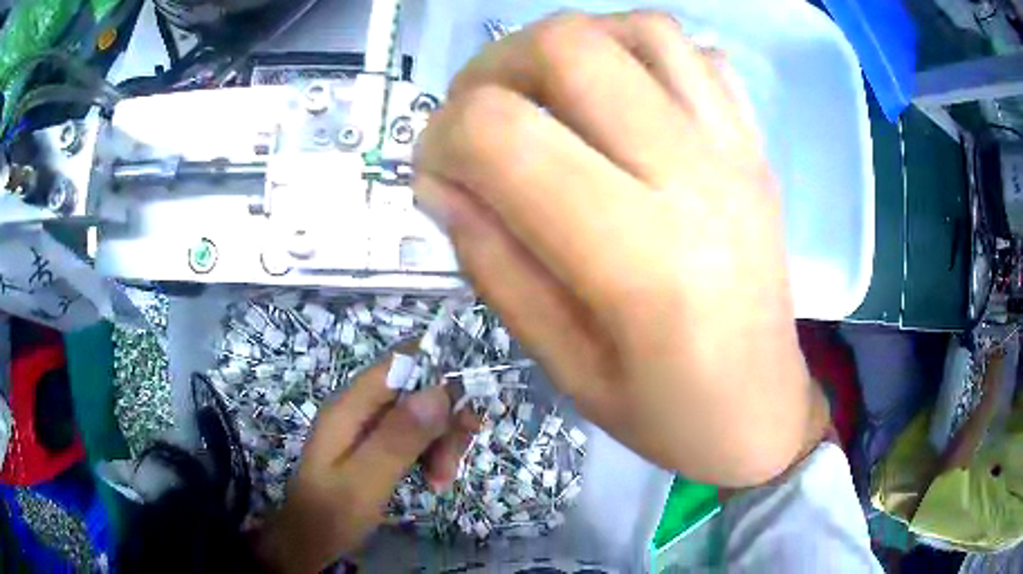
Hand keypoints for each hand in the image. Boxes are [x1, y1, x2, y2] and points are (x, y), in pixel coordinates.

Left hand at [256, 352, 476, 572]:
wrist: (310, 539)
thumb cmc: (333, 513)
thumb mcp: (367, 480)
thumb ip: (400, 437)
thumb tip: (441, 390)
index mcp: (352, 405)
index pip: (403, 360)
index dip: (440, 372)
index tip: (467, 408)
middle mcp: (362, 406)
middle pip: (420, 389)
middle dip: (446, 420)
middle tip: (454, 460)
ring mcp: (370, 424)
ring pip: (424, 414)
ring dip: (443, 442)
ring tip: (442, 479)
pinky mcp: (378, 442)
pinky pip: (417, 435)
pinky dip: (433, 453)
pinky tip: (435, 480)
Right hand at [415, 11, 828, 486]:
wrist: (763, 409)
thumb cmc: (667, 412)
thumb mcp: (563, 365)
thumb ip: (492, 264)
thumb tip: (440, 183)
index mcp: (638, 257)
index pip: (502, 134)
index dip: (441, 138)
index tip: (436, 173)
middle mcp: (693, 177)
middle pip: (568, 47)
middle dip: (492, 69)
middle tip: (478, 117)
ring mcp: (734, 149)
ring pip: (637, 29)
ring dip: (567, 45)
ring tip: (545, 95)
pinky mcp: (754, 146)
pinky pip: (696, 53)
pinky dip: (638, 50)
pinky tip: (620, 96)